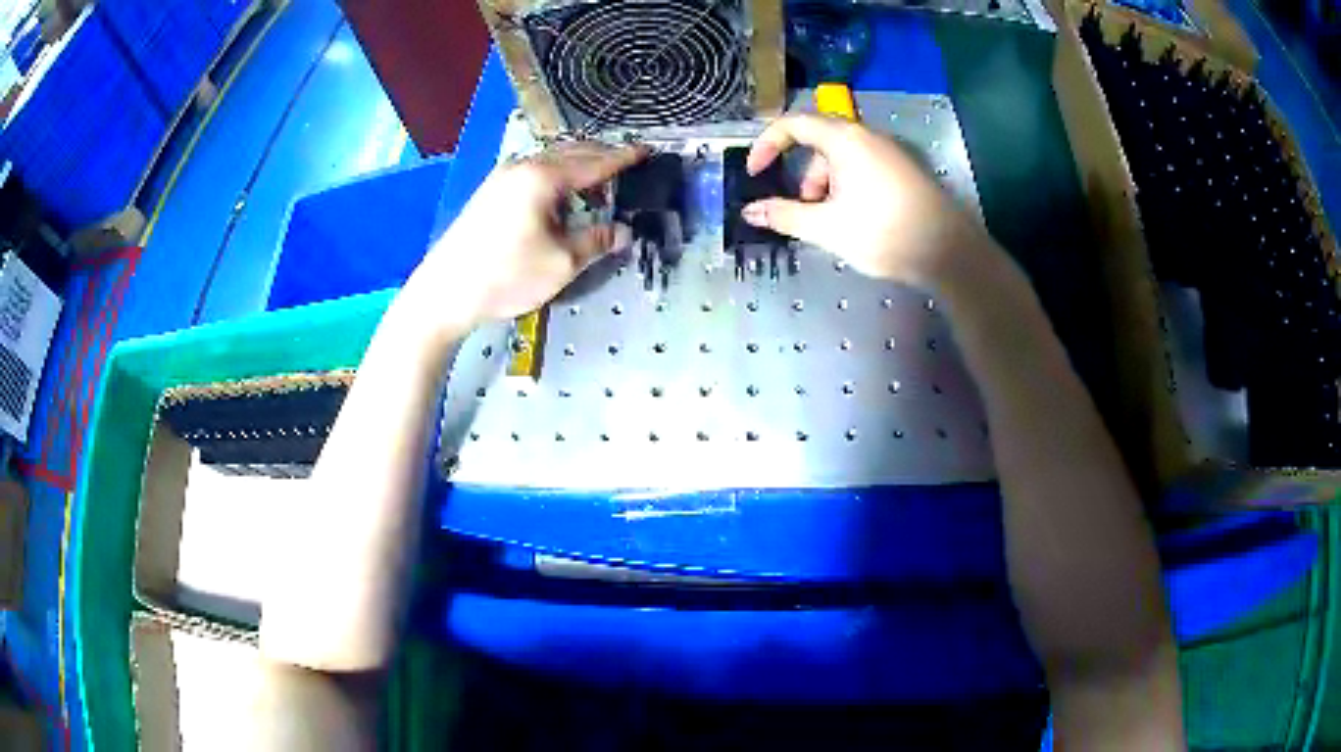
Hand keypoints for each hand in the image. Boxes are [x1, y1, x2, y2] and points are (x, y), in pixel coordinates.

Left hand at [398, 142, 643, 340]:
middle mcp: (523, 167)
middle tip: (628, 164)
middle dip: (601, 157)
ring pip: (551, 161)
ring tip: (600, 183)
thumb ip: (596, 241)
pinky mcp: (491, 192)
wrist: (444, 291)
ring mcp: (502, 177)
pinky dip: (557, 177)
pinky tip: (563, 196)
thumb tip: (623, 232)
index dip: (623, 158)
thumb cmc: (506, 276)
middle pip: (571, 153)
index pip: (594, 162)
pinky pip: (534, 172)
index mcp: (543, 178)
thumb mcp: (561, 263)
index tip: (647, 152)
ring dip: (578, 167)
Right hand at [741, 114, 988, 287]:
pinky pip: (865, 167)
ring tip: (832, 221)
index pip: (793, 124)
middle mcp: (868, 136)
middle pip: (820, 141)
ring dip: (827, 183)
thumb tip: (749, 211)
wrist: (948, 251)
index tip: (755, 172)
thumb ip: (784, 215)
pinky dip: (849, 185)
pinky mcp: (906, 171)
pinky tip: (858, 219)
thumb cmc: (883, 232)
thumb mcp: (826, 227)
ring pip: (844, 157)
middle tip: (805, 207)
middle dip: (803, 173)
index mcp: (845, 139)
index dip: (767, 144)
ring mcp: (891, 152)